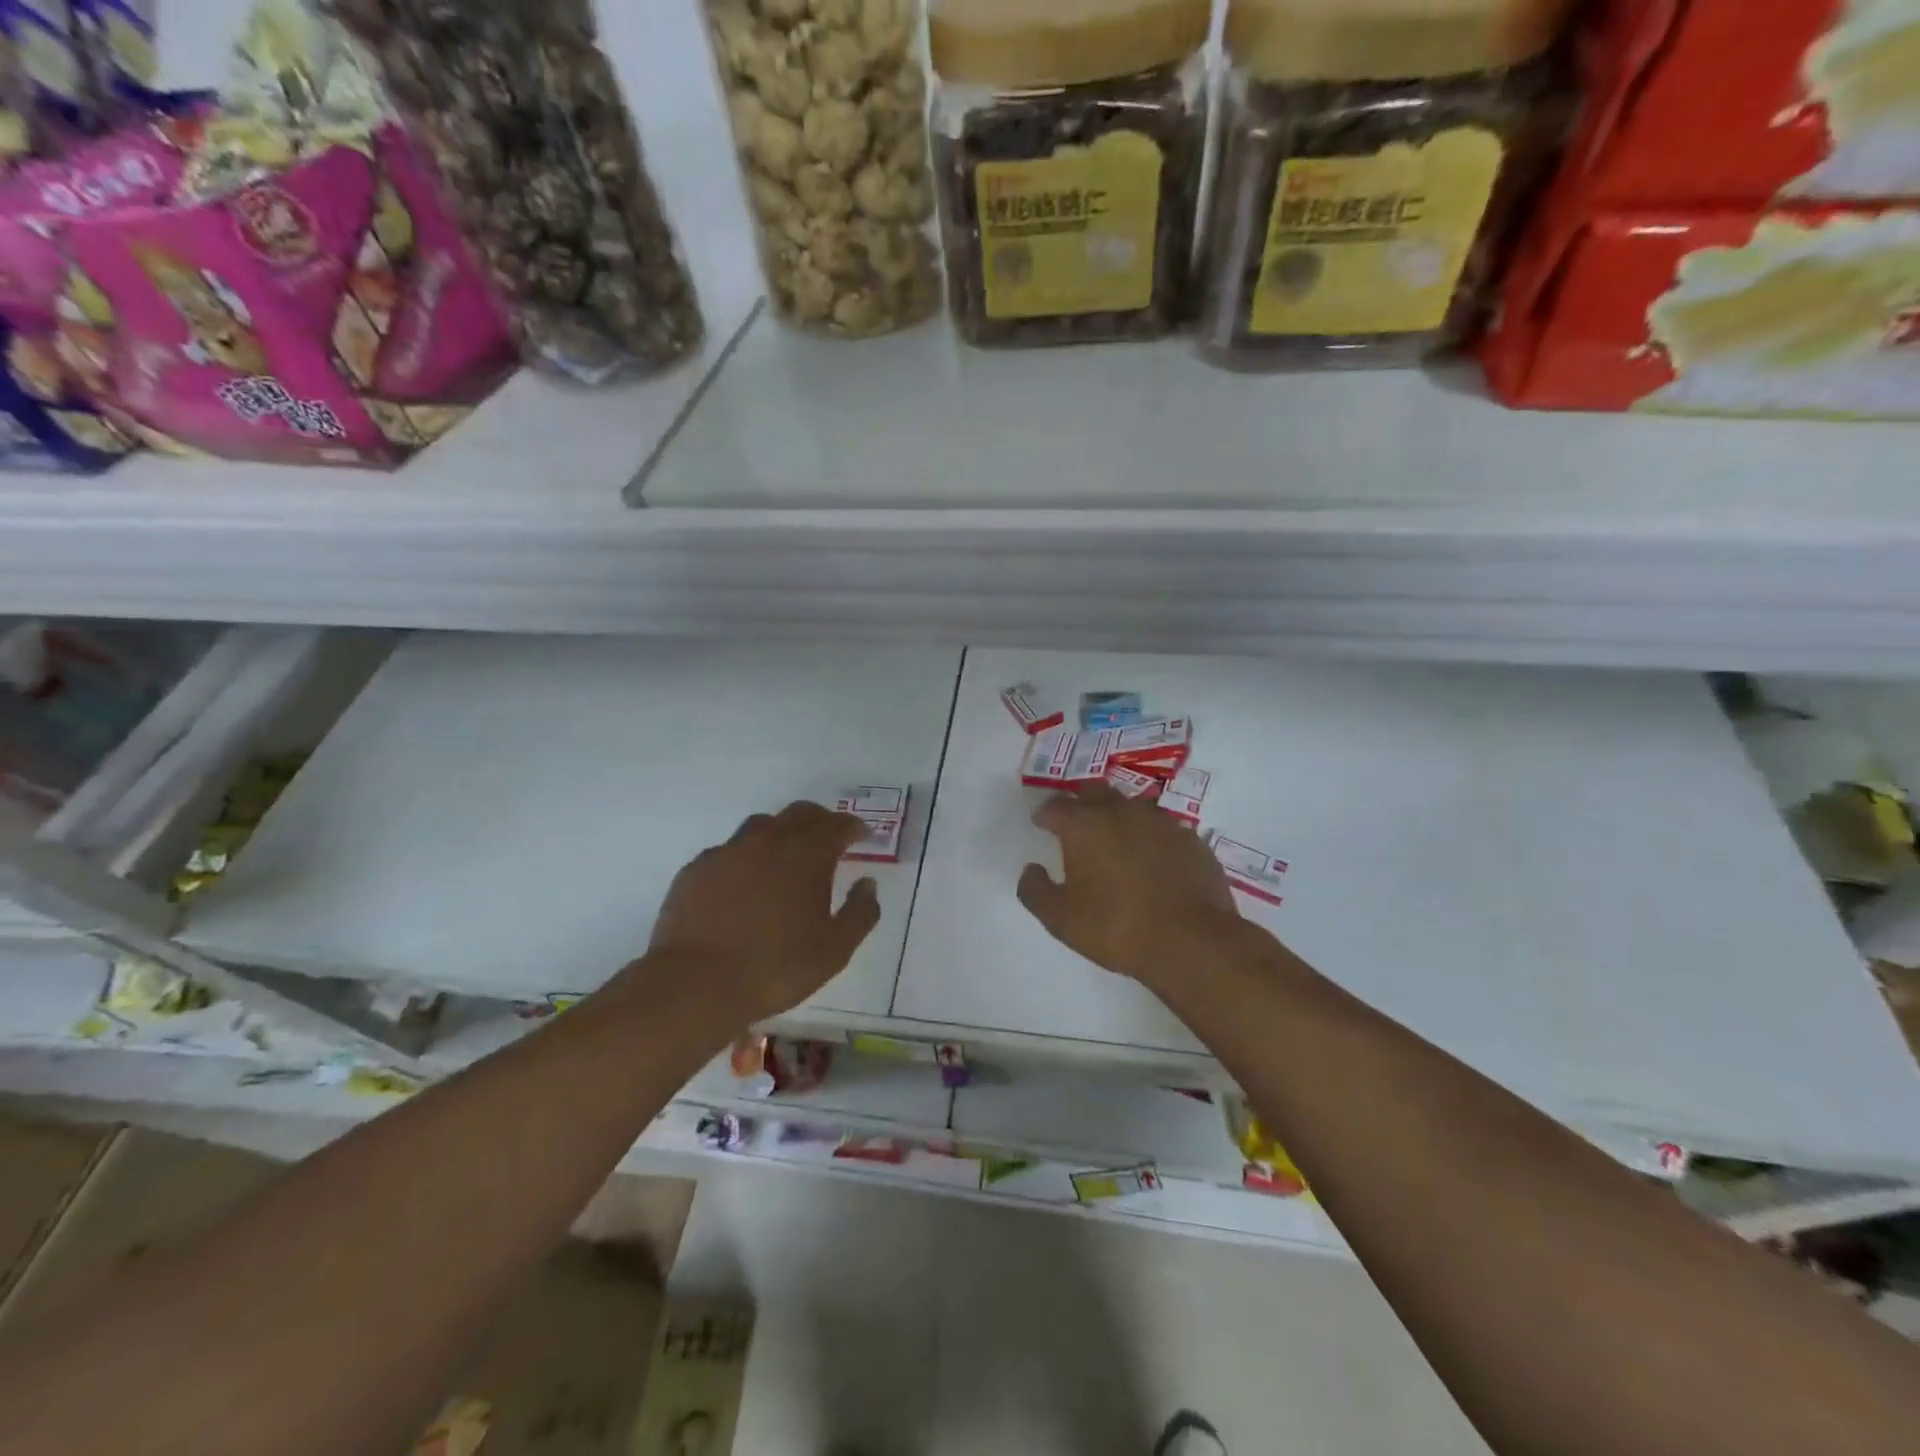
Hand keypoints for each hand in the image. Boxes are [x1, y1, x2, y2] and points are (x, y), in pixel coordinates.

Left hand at [647, 801, 880, 1024]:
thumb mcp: (834, 950)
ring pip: (761, 826)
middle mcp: (768, 841)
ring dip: (780, 834)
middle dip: (820, 821)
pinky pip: (728, 851)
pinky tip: (742, 885)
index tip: (863, 837)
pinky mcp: (696, 869)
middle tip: (830, 839)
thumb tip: (868, 885)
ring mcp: (727, 852)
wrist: (695, 984)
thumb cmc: (775, 968)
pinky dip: (744, 859)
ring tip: (784, 859)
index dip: (854, 828)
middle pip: (800, 814)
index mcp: (806, 855)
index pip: (838, 825)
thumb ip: (860, 913)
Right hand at [1018, 782, 1241, 990]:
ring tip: (1115, 837)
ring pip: (1132, 806)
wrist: (1191, 940)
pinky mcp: (1190, 840)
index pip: (1056, 806)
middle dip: (1080, 801)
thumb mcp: (1060, 919)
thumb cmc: (1115, 927)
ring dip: (1118, 815)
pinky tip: (1152, 858)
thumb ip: (1035, 891)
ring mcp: (1161, 822)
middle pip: (1095, 791)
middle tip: (1076, 819)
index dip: (1045, 814)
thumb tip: (1031, 869)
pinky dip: (1150, 836)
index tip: (1041, 823)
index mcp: (1085, 825)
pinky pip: (1162, 828)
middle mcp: (1121, 812)